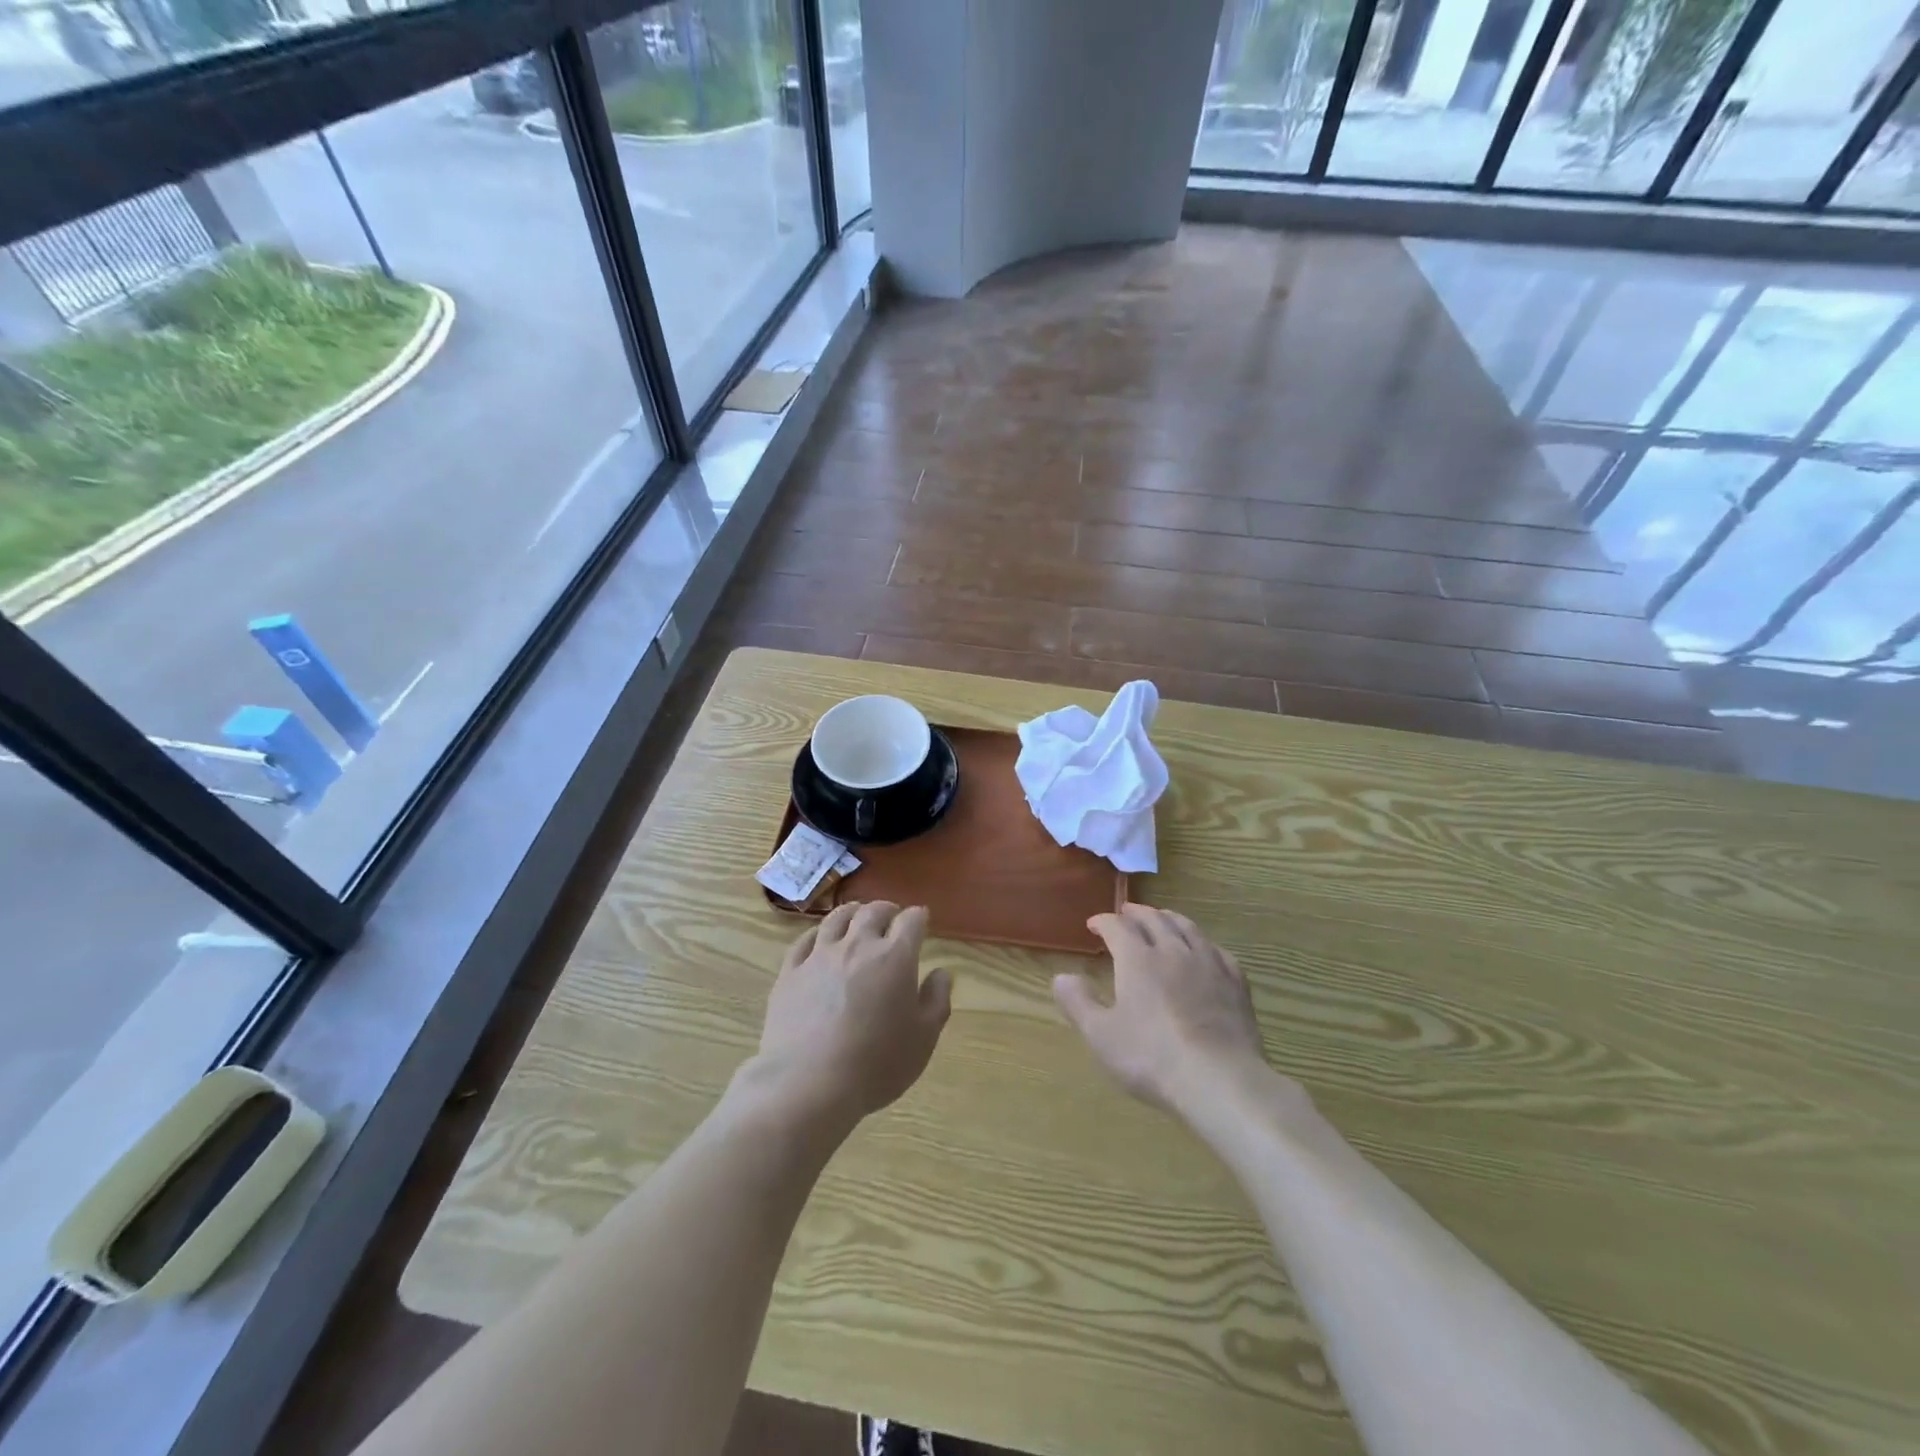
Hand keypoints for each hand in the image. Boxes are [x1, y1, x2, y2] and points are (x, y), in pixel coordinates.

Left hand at [751, 901, 951, 1129]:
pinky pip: (805, 940)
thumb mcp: (923, 1038)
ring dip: (852, 912)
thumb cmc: (876, 1064)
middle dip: (886, 909)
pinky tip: (821, 939)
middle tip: (892, 916)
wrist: (809, 1084)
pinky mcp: (790, 972)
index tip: (922, 920)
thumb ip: (936, 1000)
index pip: (911, 921)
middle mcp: (857, 945)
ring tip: (857, 916)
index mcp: (895, 957)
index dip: (919, 917)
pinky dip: (818, 933)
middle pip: (873, 912)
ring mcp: (820, 956)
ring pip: (837, 918)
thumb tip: (942, 973)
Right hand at [1054, 904, 1274, 1118]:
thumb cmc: (1151, 1058)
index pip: (1117, 926)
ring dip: (1169, 918)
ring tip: (1162, 918)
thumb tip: (1061, 977)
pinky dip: (1203, 942)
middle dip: (1136, 913)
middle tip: (1126, 913)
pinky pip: (1217, 950)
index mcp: (1137, 959)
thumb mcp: (1101, 1035)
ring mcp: (1208, 964)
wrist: (1220, 1080)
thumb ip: (1079, 1003)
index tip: (1093, 925)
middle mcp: (1172, 950)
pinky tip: (1204, 950)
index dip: (1103, 921)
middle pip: (1154, 919)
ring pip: (1187, 927)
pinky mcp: (1235, 983)